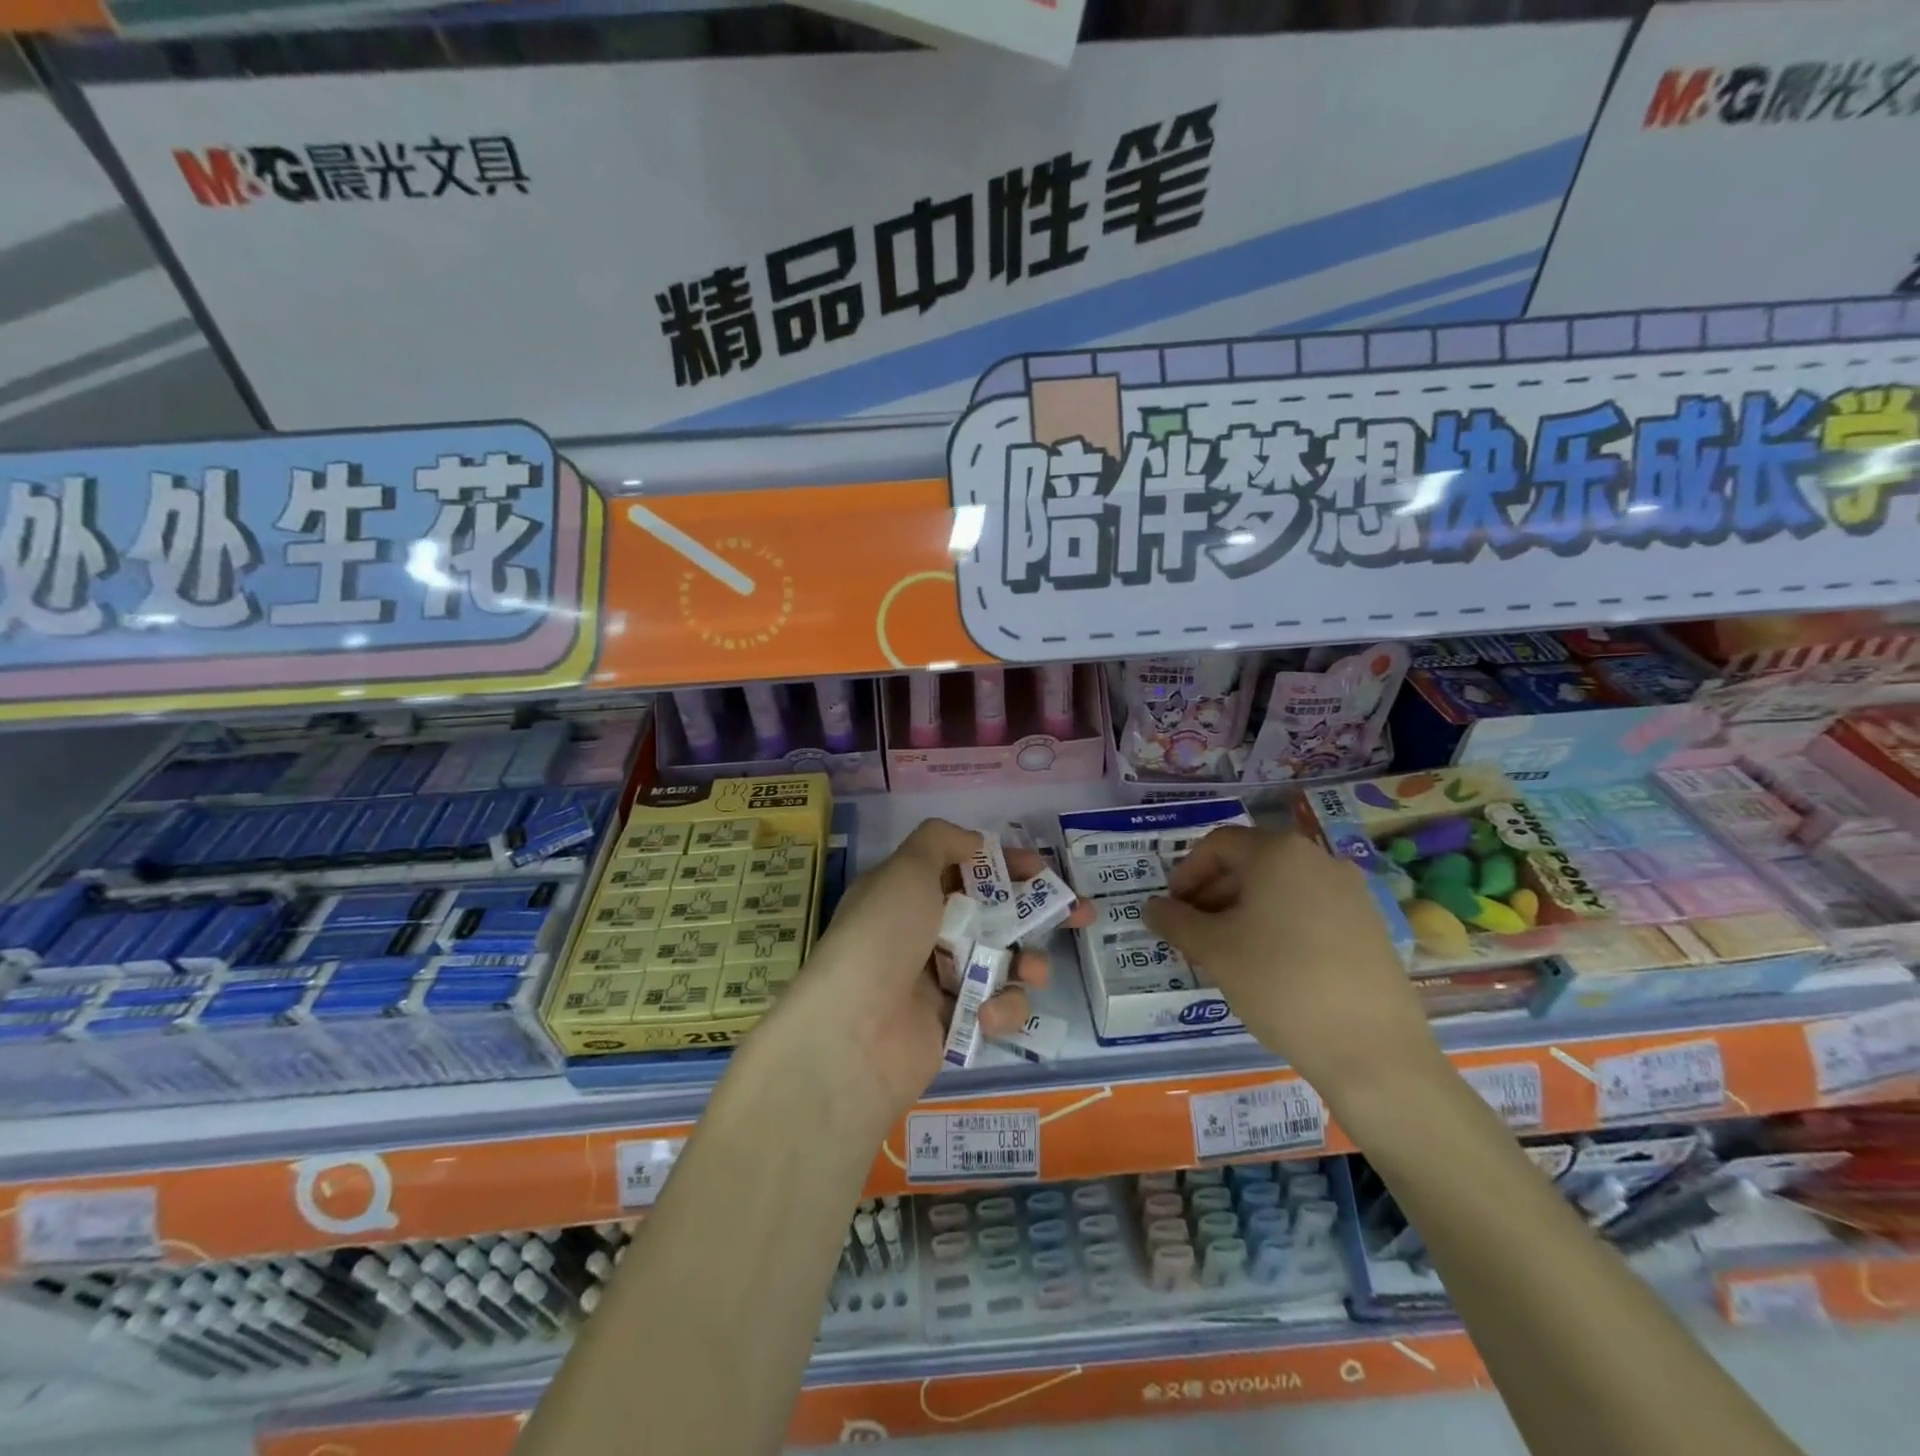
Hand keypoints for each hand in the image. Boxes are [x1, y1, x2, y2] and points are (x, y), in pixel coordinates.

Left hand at [783, 819, 1091, 1122]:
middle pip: (993, 915)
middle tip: (1082, 914)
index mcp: (908, 894)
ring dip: (1027, 962)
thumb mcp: (905, 870)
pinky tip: (988, 1014)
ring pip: (1002, 962)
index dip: (1006, 866)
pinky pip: (994, 1007)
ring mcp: (940, 981)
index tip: (1042, 869)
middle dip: (1038, 913)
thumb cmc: (883, 936)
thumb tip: (974, 842)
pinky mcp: (954, 1025)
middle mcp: (924, 934)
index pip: (966, 870)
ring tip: (1034, 970)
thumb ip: (941, 841)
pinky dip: (999, 1008)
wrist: (854, 1034)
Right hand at [1144, 827, 1440, 1104]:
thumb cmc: (1280, 983)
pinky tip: (1268, 967)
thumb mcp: (1214, 950)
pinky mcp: (1369, 925)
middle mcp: (1318, 859)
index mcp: (1279, 853)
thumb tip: (1151, 908)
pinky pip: (1308, 910)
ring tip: (1225, 955)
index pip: (1217, 844)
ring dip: (1242, 912)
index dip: (1185, 873)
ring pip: (1279, 889)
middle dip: (1212, 895)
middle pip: (1250, 863)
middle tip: (1191, 935)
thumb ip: (1175, 921)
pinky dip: (1277, 926)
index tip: (1171, 910)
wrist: (1373, 1050)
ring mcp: (1350, 892)